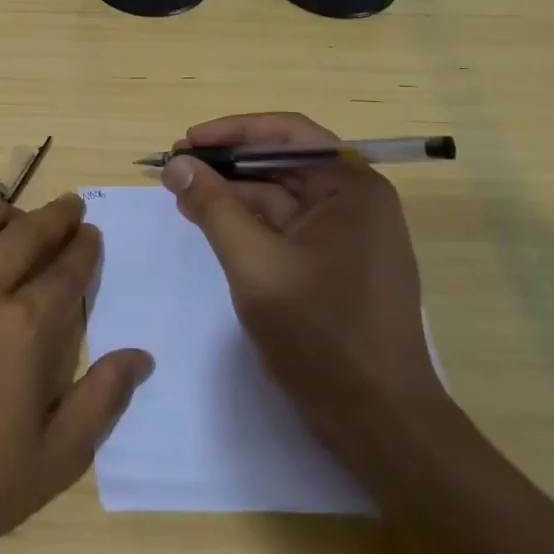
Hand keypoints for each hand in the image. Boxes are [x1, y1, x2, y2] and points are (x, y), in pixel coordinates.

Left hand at [0, 194, 153, 553]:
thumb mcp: (55, 460)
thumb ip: (101, 400)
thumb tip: (140, 356)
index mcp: (24, 328)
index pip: (66, 271)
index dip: (83, 249)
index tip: (92, 234)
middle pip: (25, 234)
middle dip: (55, 217)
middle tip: (70, 207)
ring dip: (0, 211)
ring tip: (13, 216)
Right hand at [160, 112, 442, 438]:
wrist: (379, 422)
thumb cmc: (321, 336)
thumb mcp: (255, 265)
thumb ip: (213, 207)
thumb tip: (177, 163)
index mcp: (351, 188)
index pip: (286, 133)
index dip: (231, 131)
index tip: (185, 142)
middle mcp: (355, 201)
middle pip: (281, 162)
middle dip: (226, 164)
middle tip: (174, 170)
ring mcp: (348, 235)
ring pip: (279, 196)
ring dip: (231, 194)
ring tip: (182, 198)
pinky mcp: (335, 264)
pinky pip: (285, 227)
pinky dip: (247, 222)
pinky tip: (211, 226)